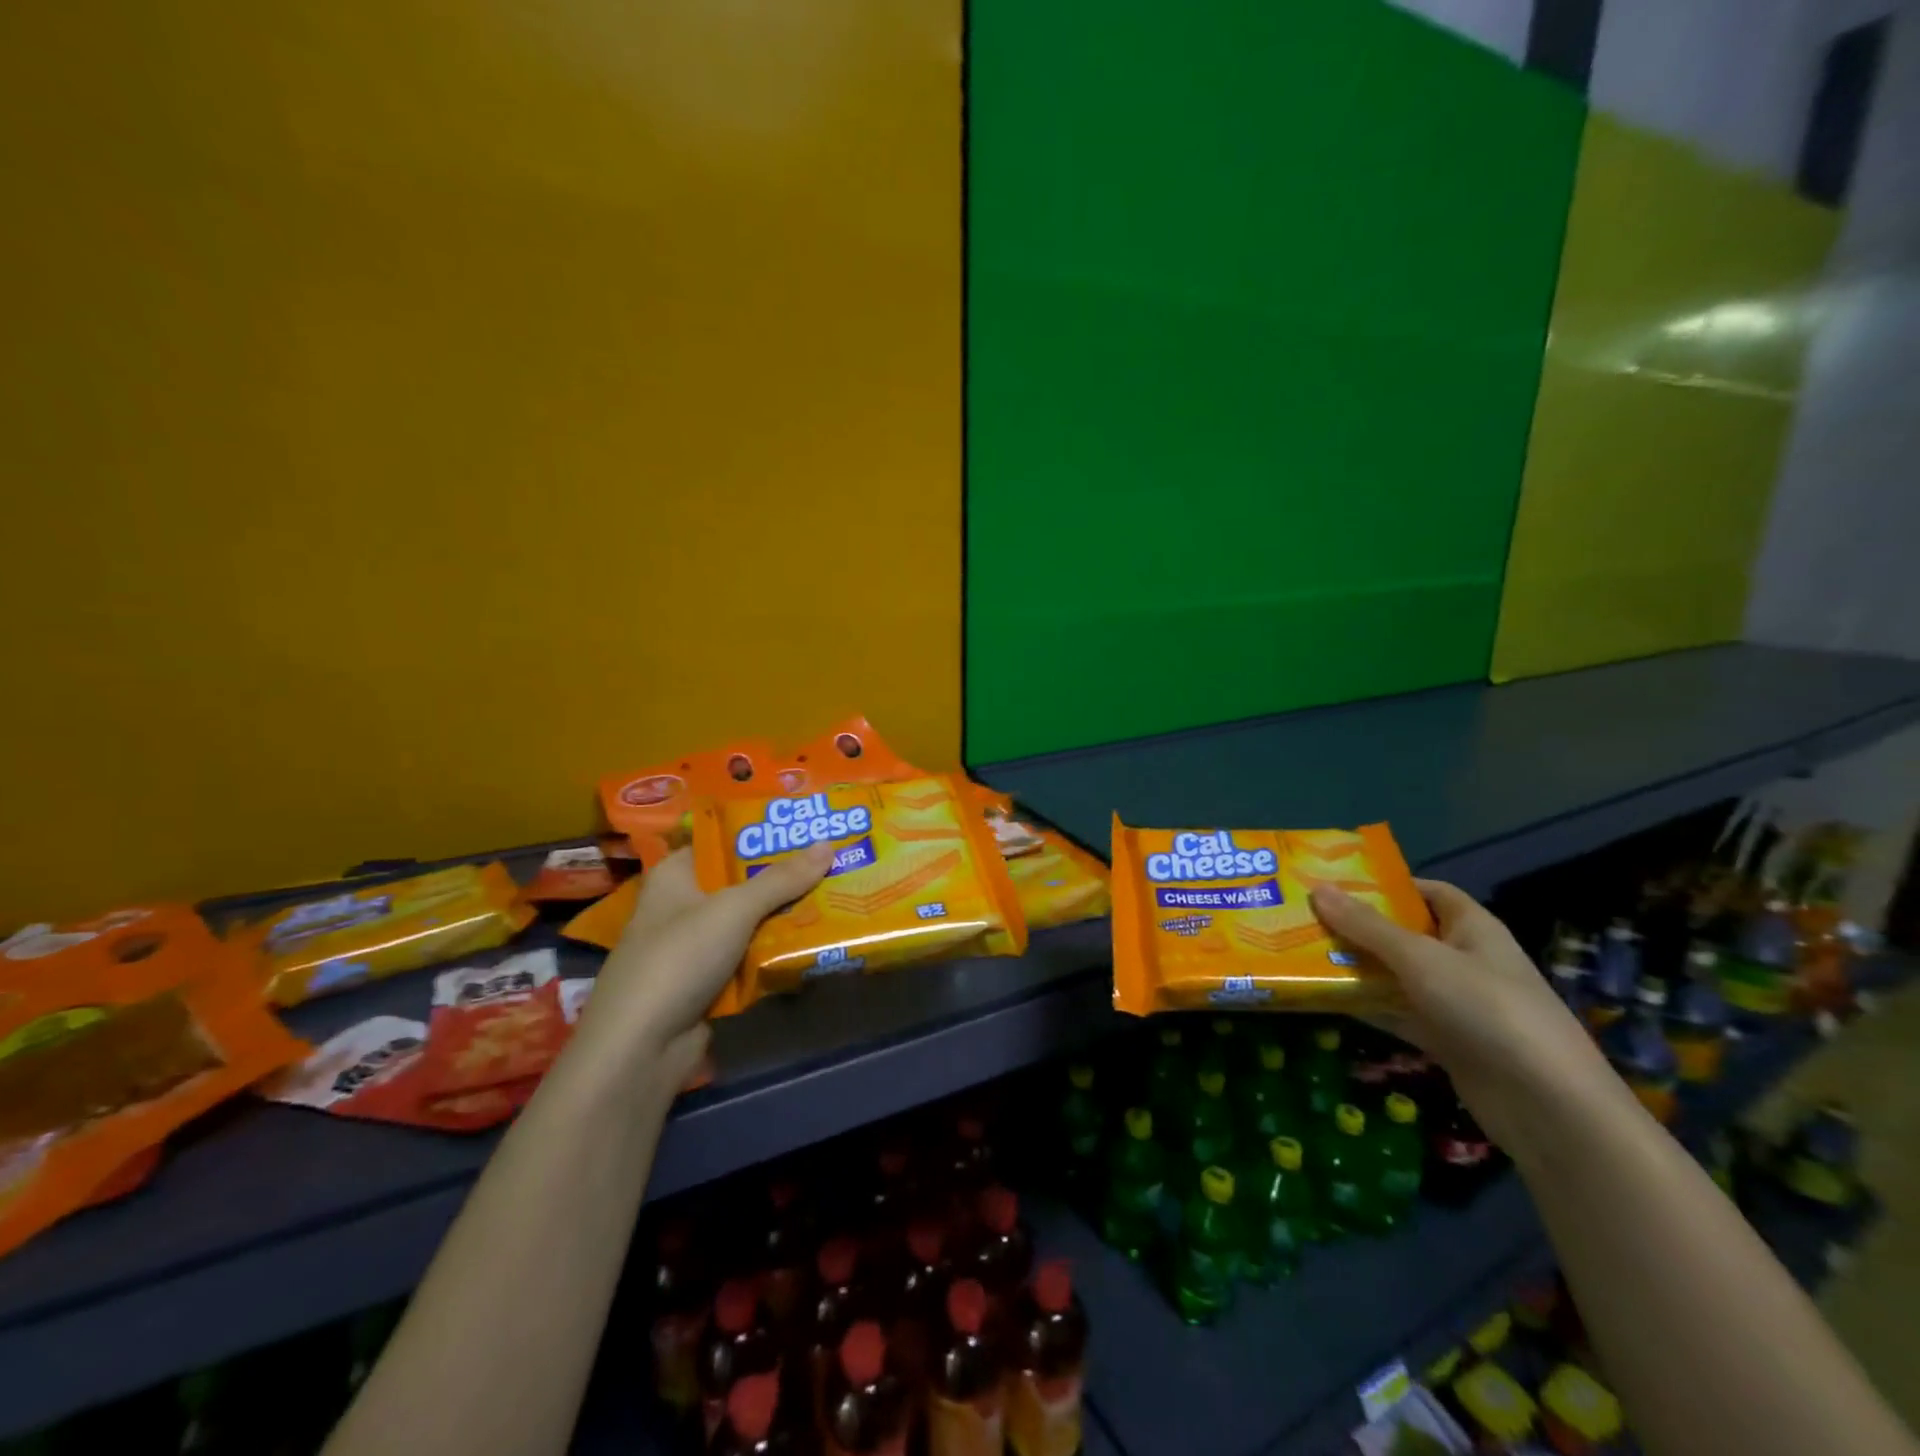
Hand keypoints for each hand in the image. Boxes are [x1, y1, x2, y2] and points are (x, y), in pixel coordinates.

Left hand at [570, 845, 834, 1085]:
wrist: (641, 1049)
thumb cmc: (679, 958)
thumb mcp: (734, 909)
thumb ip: (781, 879)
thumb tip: (828, 844)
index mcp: (675, 875)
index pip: (720, 840)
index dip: (760, 832)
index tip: (805, 825)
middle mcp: (682, 905)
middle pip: (741, 881)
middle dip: (783, 875)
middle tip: (833, 858)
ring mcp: (694, 947)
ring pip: (749, 921)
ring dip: (784, 915)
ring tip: (835, 894)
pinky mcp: (707, 983)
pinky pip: (749, 956)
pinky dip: (775, 951)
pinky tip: (814, 940)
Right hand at [1310, 879, 1617, 1151]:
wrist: (1547, 1106)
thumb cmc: (1487, 1009)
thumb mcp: (1420, 959)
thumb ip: (1367, 926)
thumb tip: (1317, 889)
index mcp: (1472, 928)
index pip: (1428, 891)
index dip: (1387, 884)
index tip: (1336, 883)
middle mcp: (1464, 960)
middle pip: (1404, 933)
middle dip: (1358, 926)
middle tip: (1304, 917)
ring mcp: (1455, 1003)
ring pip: (1396, 975)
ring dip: (1357, 967)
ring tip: (1302, 953)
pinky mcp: (1446, 1040)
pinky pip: (1397, 1012)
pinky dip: (1367, 1005)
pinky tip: (1325, 998)